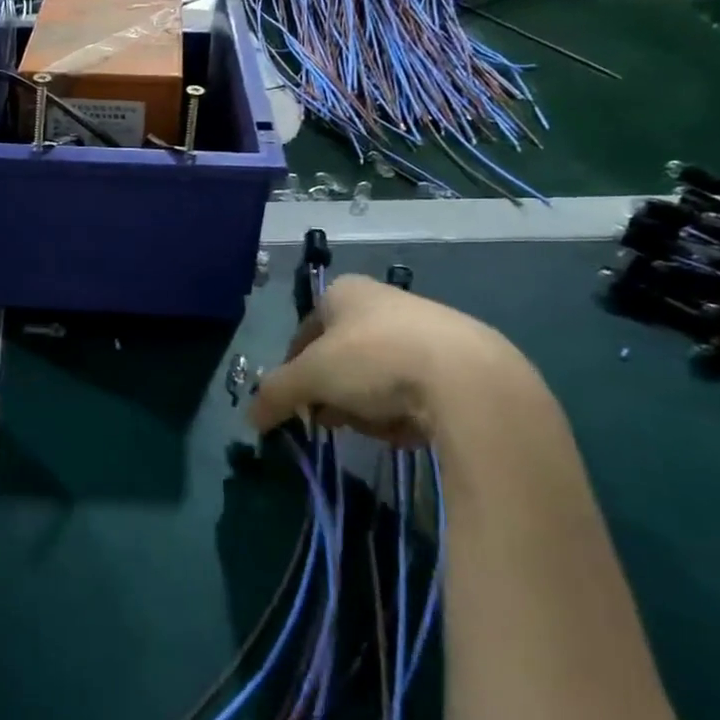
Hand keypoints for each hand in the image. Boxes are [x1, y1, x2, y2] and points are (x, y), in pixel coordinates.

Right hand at [250, 275, 534, 445]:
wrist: (469, 378)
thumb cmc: (374, 360)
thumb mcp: (311, 377)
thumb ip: (276, 394)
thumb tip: (251, 418)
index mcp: (344, 292)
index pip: (305, 330)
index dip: (296, 368)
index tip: (299, 402)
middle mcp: (383, 300)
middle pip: (342, 356)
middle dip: (336, 392)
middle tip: (337, 419)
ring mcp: (426, 327)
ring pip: (378, 376)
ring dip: (369, 405)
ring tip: (380, 426)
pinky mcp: (462, 359)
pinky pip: (417, 389)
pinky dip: (407, 410)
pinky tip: (414, 428)